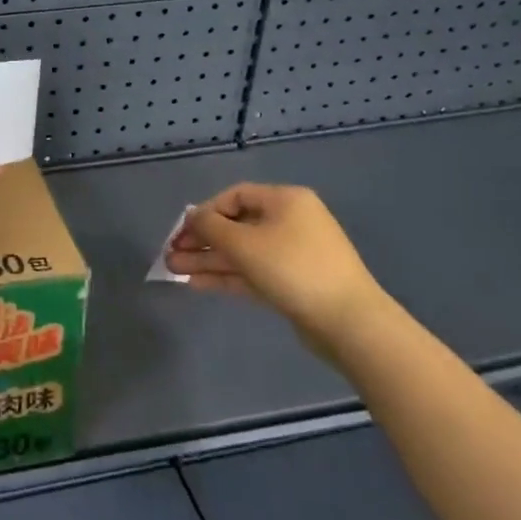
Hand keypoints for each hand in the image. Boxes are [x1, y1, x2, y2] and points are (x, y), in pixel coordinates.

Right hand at [166, 184, 394, 359]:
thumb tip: (193, 218)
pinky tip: (197, 283)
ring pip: (241, 252)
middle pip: (236, 225)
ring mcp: (293, 254)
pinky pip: (253, 272)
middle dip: (201, 241)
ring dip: (208, 260)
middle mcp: (290, 221)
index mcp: (285, 200)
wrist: (349, 323)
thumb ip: (210, 226)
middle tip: (171, 255)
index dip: (204, 211)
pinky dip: (227, 276)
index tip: (182, 232)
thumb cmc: (293, 268)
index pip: (234, 196)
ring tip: (174, 271)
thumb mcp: (243, 243)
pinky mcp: (293, 283)